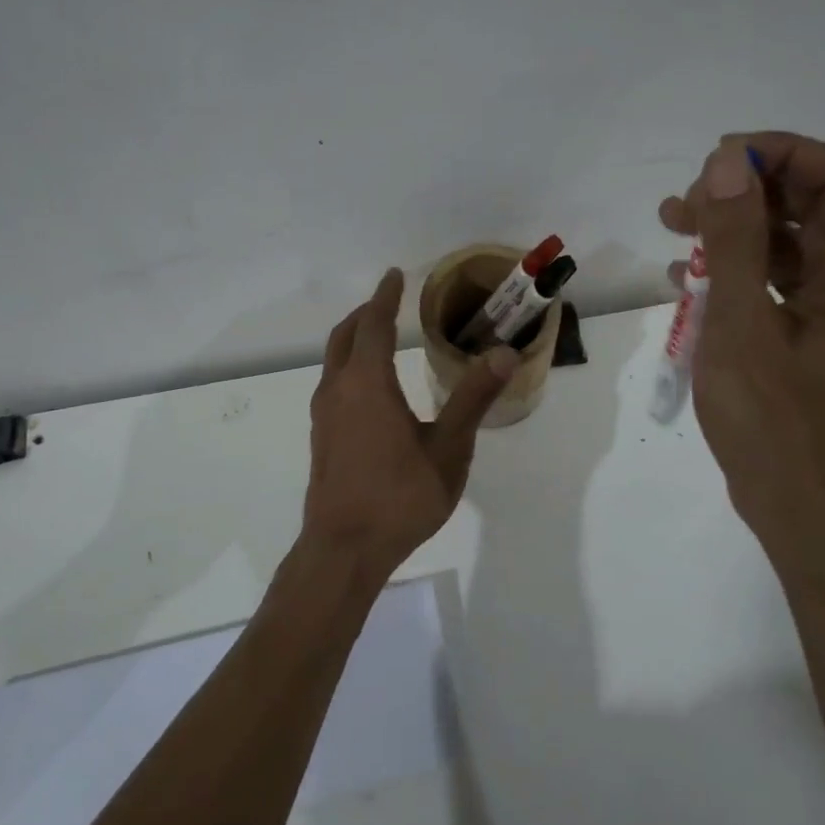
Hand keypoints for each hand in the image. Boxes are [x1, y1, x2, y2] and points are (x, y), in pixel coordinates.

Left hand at [301, 268, 519, 581]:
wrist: (343, 549)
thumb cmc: (400, 496)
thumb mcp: (448, 448)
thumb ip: (473, 398)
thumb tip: (504, 354)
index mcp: (367, 383)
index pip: (374, 323)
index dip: (386, 297)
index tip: (395, 275)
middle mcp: (338, 389)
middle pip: (346, 336)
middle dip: (366, 313)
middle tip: (389, 301)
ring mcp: (324, 414)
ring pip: (334, 360)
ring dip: (355, 339)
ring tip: (380, 336)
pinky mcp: (321, 437)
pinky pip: (333, 383)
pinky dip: (350, 365)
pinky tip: (371, 387)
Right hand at [660, 133, 824, 551]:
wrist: (798, 509)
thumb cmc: (772, 421)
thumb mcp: (741, 323)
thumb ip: (735, 238)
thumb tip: (728, 161)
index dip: (782, 154)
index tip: (718, 161)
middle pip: (814, 206)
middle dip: (747, 192)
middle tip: (684, 202)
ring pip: (792, 243)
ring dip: (735, 229)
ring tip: (671, 226)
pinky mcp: (818, 336)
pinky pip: (781, 283)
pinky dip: (738, 271)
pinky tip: (686, 279)